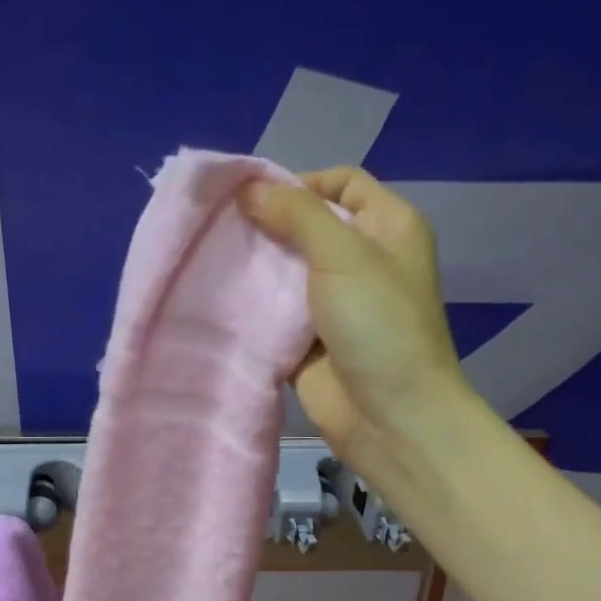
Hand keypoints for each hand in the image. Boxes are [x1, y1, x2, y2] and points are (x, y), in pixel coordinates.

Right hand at [242, 167, 470, 473]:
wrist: (390, 417)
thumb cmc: (379, 325)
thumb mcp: (343, 255)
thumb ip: (297, 214)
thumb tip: (249, 188)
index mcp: (388, 228)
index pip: (342, 184)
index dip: (300, 182)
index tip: (252, 198)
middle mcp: (362, 261)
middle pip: (307, 228)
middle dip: (266, 226)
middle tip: (219, 228)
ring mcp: (333, 305)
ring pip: (285, 273)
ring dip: (253, 268)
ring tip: (211, 260)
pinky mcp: (308, 343)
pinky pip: (274, 315)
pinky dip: (251, 309)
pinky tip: (217, 300)